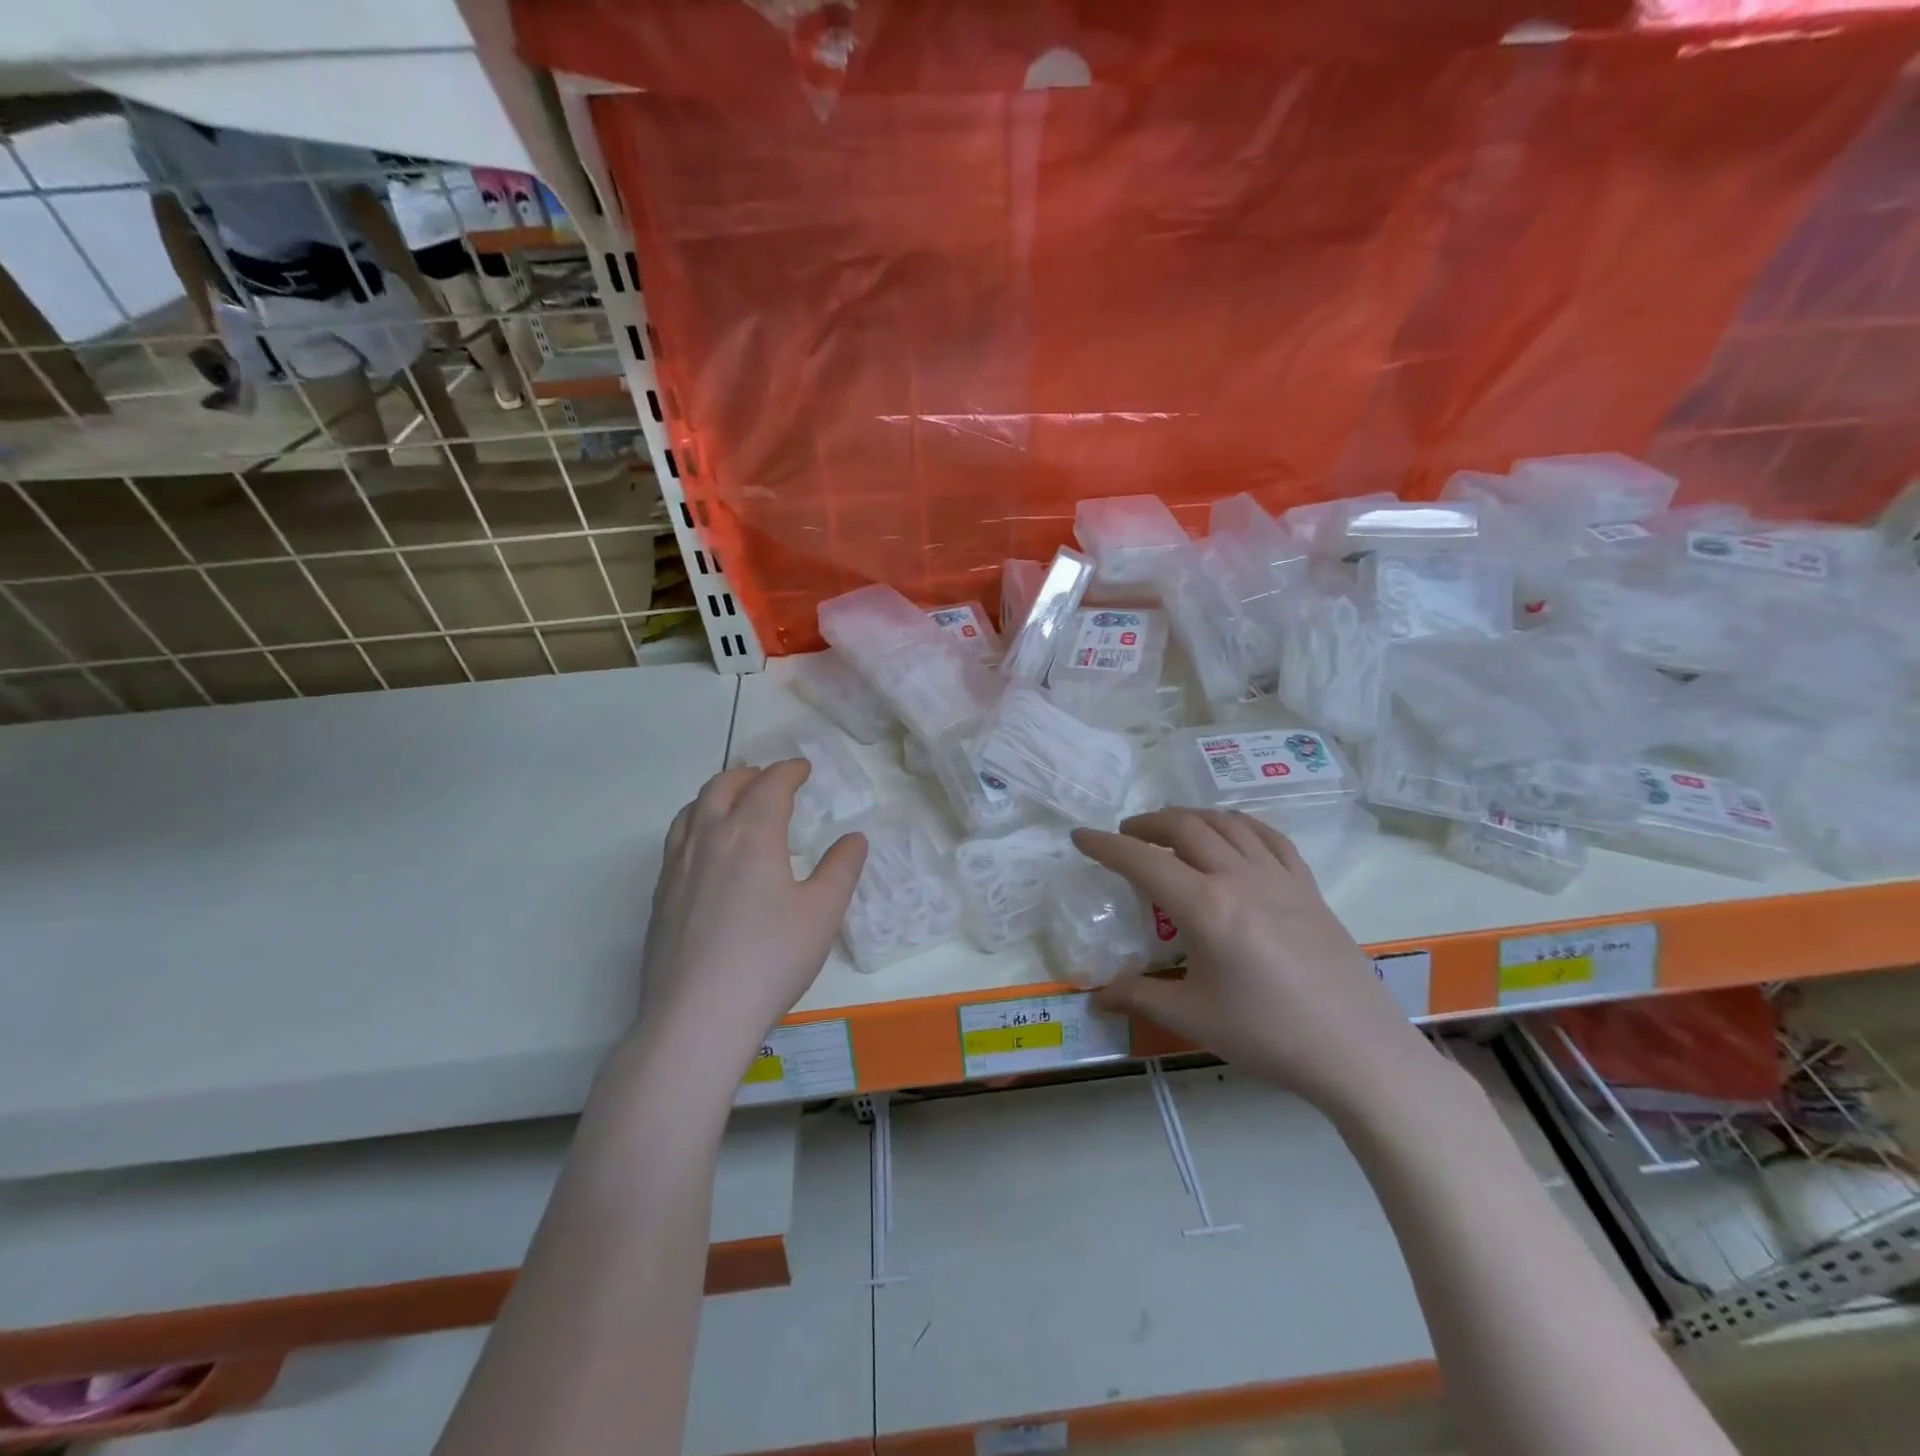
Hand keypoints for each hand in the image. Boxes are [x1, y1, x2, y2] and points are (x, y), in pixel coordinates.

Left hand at [637, 761, 866, 1077]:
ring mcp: (677, 868)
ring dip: (717, 795)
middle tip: (770, 779)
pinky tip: (707, 853)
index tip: (803, 768)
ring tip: (734, 804)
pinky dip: (696, 825)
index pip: (769, 785)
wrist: (697, 1017)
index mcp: (751, 834)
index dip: (789, 771)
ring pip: (691, 810)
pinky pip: (676, 841)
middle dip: (749, 775)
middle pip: (722, 787)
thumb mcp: (822, 914)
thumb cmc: (770, 960)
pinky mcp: (660, 897)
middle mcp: (708, 839)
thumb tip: (854, 839)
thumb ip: (841, 869)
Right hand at [1072, 809, 1435, 1115]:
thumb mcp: (1194, 1019)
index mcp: (1206, 908)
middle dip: (1147, 824)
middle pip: (1185, 827)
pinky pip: (1268, 837)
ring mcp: (1279, 877)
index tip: (1081, 835)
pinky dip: (1239, 824)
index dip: (1106, 845)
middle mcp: (1239, 878)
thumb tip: (1096, 998)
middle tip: (1126, 835)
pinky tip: (1231, 832)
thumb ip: (1140, 997)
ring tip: (1171, 831)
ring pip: (1226, 823)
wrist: (1358, 1052)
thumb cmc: (1269, 1035)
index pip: (1142, 861)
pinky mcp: (1307, 887)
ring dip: (1190, 818)